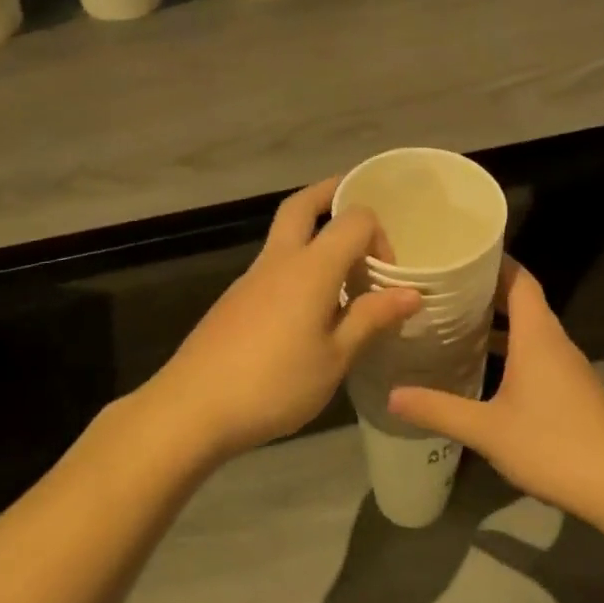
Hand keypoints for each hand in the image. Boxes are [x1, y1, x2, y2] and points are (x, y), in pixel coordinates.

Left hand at [142, 176, 419, 461]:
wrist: (192, 408)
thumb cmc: (274, 384)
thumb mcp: (335, 358)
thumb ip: (371, 319)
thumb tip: (411, 292)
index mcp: (310, 267)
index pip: (354, 220)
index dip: (379, 237)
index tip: (388, 276)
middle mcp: (279, 260)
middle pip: (302, 205)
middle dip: (332, 194)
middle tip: (357, 202)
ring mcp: (250, 278)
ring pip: (285, 235)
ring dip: (315, 235)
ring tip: (345, 272)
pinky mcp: (235, 300)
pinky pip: (274, 266)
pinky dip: (298, 267)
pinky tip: (310, 308)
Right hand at [387, 258, 603, 529]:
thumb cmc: (553, 445)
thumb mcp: (487, 430)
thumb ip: (439, 410)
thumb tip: (392, 395)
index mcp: (538, 337)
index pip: (519, 280)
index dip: (494, 261)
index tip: (461, 252)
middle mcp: (555, 343)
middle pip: (523, 301)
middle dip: (487, 291)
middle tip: (445, 289)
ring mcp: (568, 368)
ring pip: (531, 331)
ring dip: (499, 323)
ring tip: (458, 323)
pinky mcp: (573, 391)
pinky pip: (539, 355)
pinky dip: (512, 350)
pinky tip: (487, 371)